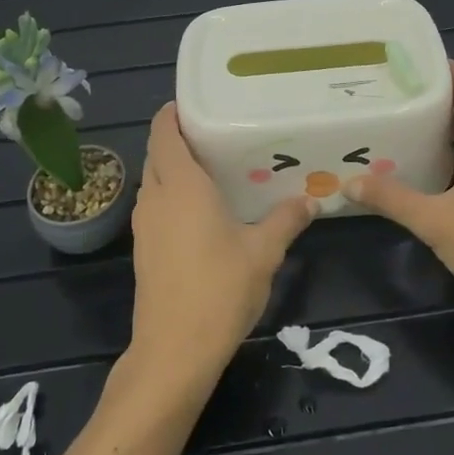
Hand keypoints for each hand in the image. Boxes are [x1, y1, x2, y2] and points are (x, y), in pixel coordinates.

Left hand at [126, 104, 314, 384]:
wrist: (173, 352)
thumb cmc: (219, 290)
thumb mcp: (264, 253)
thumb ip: (286, 220)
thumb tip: (310, 200)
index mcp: (181, 185)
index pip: (163, 132)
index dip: (172, 113)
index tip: (196, 103)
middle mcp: (155, 197)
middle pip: (157, 153)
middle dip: (177, 139)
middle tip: (216, 134)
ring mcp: (144, 225)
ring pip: (153, 181)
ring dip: (173, 169)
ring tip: (212, 169)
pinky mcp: (142, 249)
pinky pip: (154, 206)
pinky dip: (171, 196)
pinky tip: (201, 212)